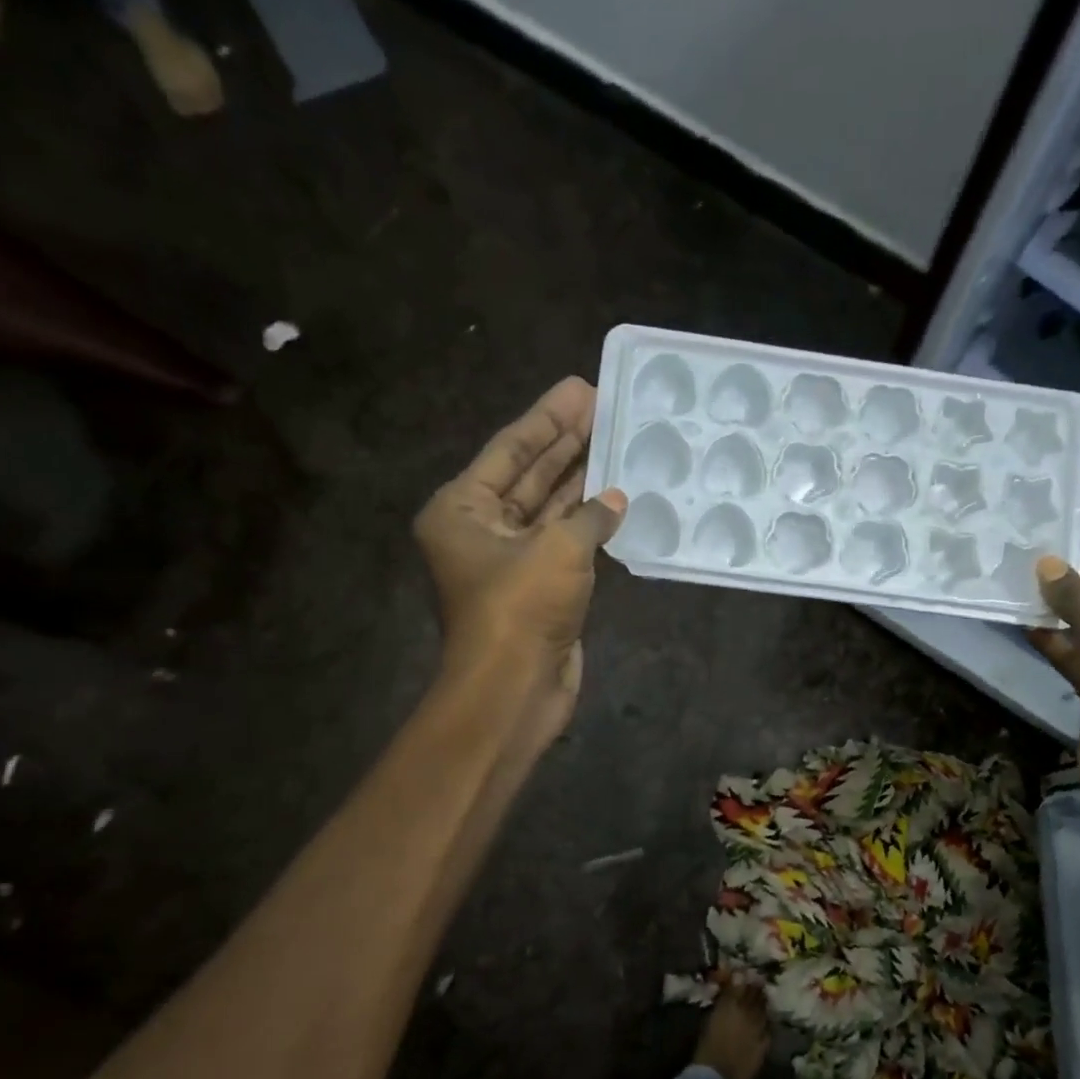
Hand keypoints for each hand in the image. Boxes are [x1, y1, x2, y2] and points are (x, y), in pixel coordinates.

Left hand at [413, 377, 625, 739]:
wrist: (514, 689)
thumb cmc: (522, 609)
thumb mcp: (557, 549)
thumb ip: (589, 515)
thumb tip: (616, 499)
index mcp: (462, 509)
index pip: (510, 450)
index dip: (548, 419)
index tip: (580, 389)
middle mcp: (481, 529)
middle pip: (528, 475)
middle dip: (566, 443)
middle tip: (603, 406)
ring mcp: (512, 560)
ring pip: (550, 509)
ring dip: (581, 480)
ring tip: (615, 442)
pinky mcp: (540, 588)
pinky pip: (566, 542)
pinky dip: (589, 522)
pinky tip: (616, 499)